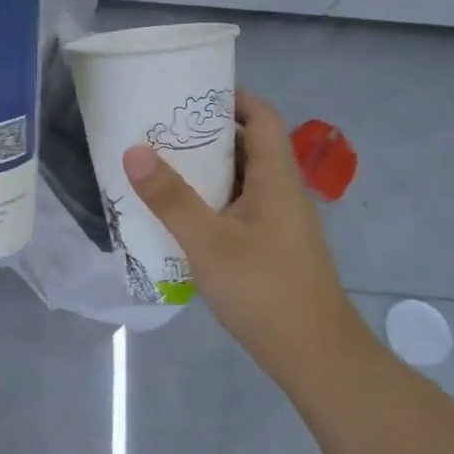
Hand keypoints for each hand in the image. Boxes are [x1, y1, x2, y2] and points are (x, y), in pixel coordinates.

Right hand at [121, 89, 368, 376]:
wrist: (318, 360)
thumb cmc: (266, 292)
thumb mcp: (209, 243)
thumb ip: (171, 198)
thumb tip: (134, 150)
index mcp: (277, 179)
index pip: (262, 117)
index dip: (231, 98)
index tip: (189, 93)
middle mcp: (283, 193)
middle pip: (249, 145)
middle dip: (207, 132)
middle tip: (161, 128)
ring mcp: (280, 223)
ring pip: (243, 179)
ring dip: (207, 168)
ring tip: (162, 164)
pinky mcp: (273, 247)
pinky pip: (240, 207)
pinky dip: (213, 199)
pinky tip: (182, 214)